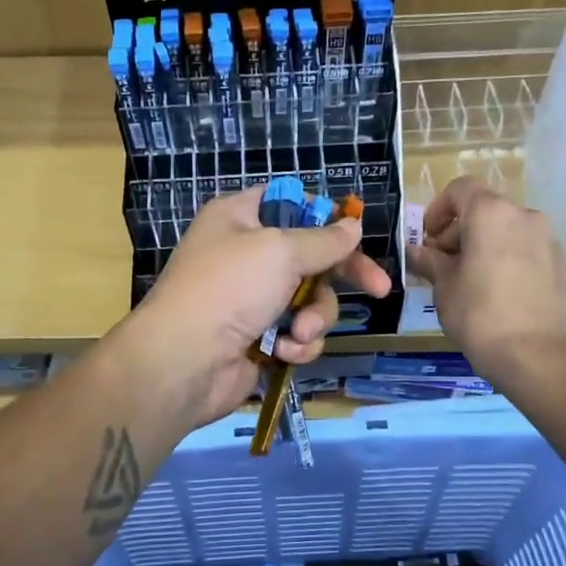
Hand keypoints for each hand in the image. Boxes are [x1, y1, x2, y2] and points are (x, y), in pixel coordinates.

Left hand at [123, 184, 393, 425]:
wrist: (185, 361)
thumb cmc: (229, 288)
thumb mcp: (279, 251)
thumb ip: (323, 240)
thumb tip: (352, 226)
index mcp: (240, 218)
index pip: (292, 205)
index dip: (325, 218)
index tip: (355, 234)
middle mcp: (246, 255)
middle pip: (312, 258)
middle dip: (339, 278)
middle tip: (379, 289)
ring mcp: (253, 300)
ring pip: (311, 301)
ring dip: (314, 318)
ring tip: (298, 332)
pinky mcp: (260, 338)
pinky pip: (299, 334)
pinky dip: (297, 344)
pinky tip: (283, 351)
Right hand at [404, 178, 565, 377]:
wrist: (534, 355)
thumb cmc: (478, 314)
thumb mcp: (443, 286)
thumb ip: (428, 260)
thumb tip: (415, 251)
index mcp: (491, 214)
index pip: (461, 188)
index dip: (439, 208)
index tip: (429, 238)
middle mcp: (525, 216)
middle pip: (487, 209)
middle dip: (462, 230)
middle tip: (445, 263)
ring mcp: (550, 240)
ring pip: (510, 230)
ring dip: (488, 245)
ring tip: (473, 280)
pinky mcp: (564, 265)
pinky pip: (530, 251)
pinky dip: (511, 261)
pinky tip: (502, 294)